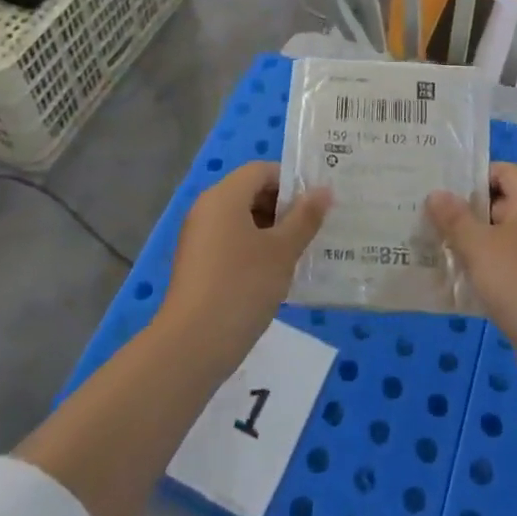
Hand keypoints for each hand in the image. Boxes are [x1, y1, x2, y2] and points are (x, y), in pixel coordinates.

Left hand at [159, 162, 330, 373]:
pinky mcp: (197, 264)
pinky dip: (254, 249)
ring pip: (241, 220)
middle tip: (314, 228)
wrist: (192, 345)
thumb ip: (305, 218)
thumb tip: (324, 190)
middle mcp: (207, 208)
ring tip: (300, 252)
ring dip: (271, 230)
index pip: (261, 170)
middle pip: (250, 192)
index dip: (291, 181)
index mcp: (224, 196)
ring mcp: (198, 237)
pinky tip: (275, 274)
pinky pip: (230, 242)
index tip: (317, 204)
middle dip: (283, 207)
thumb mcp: (282, 251)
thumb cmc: (242, 286)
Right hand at [426, 163, 516, 392]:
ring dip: (472, 243)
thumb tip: (436, 194)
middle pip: (500, 203)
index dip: (474, 175)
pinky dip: (484, 269)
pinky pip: (506, 266)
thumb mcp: (478, 246)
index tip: (442, 188)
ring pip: (501, 238)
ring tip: (435, 247)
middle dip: (466, 211)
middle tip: (428, 218)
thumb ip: (455, 218)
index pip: (504, 171)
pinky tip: (456, 281)